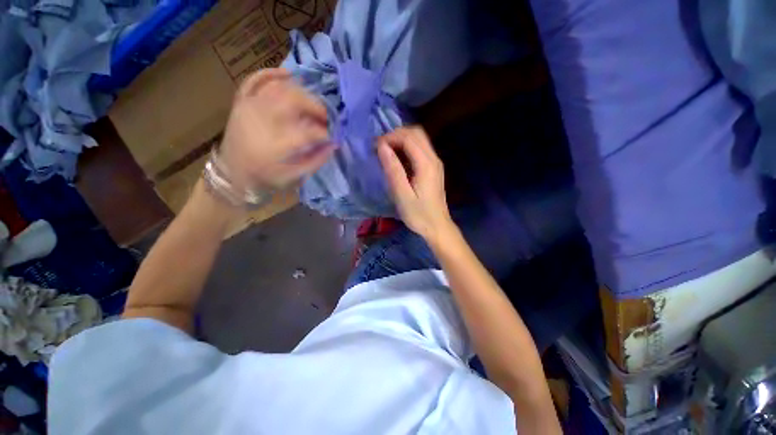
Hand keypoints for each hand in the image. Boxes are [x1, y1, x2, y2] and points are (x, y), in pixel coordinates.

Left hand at [219, 68, 334, 190]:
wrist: (232, 174)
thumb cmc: (266, 178)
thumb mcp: (295, 176)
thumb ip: (316, 160)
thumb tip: (334, 145)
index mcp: (278, 145)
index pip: (310, 132)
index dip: (326, 133)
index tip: (334, 137)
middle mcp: (263, 121)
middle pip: (295, 101)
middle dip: (316, 107)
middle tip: (326, 117)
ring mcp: (250, 108)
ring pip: (279, 87)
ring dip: (301, 92)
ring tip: (312, 103)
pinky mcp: (241, 102)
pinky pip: (255, 80)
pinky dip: (271, 74)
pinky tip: (287, 74)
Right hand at [377, 126, 454, 243]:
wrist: (437, 227)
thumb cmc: (418, 214)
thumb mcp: (402, 195)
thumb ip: (393, 169)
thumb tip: (382, 147)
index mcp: (426, 164)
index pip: (408, 138)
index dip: (390, 137)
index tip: (375, 147)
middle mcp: (433, 159)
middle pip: (416, 133)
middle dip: (396, 135)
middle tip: (380, 148)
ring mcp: (435, 163)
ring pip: (419, 139)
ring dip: (401, 140)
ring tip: (386, 152)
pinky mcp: (433, 168)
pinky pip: (420, 149)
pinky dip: (407, 148)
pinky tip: (397, 160)